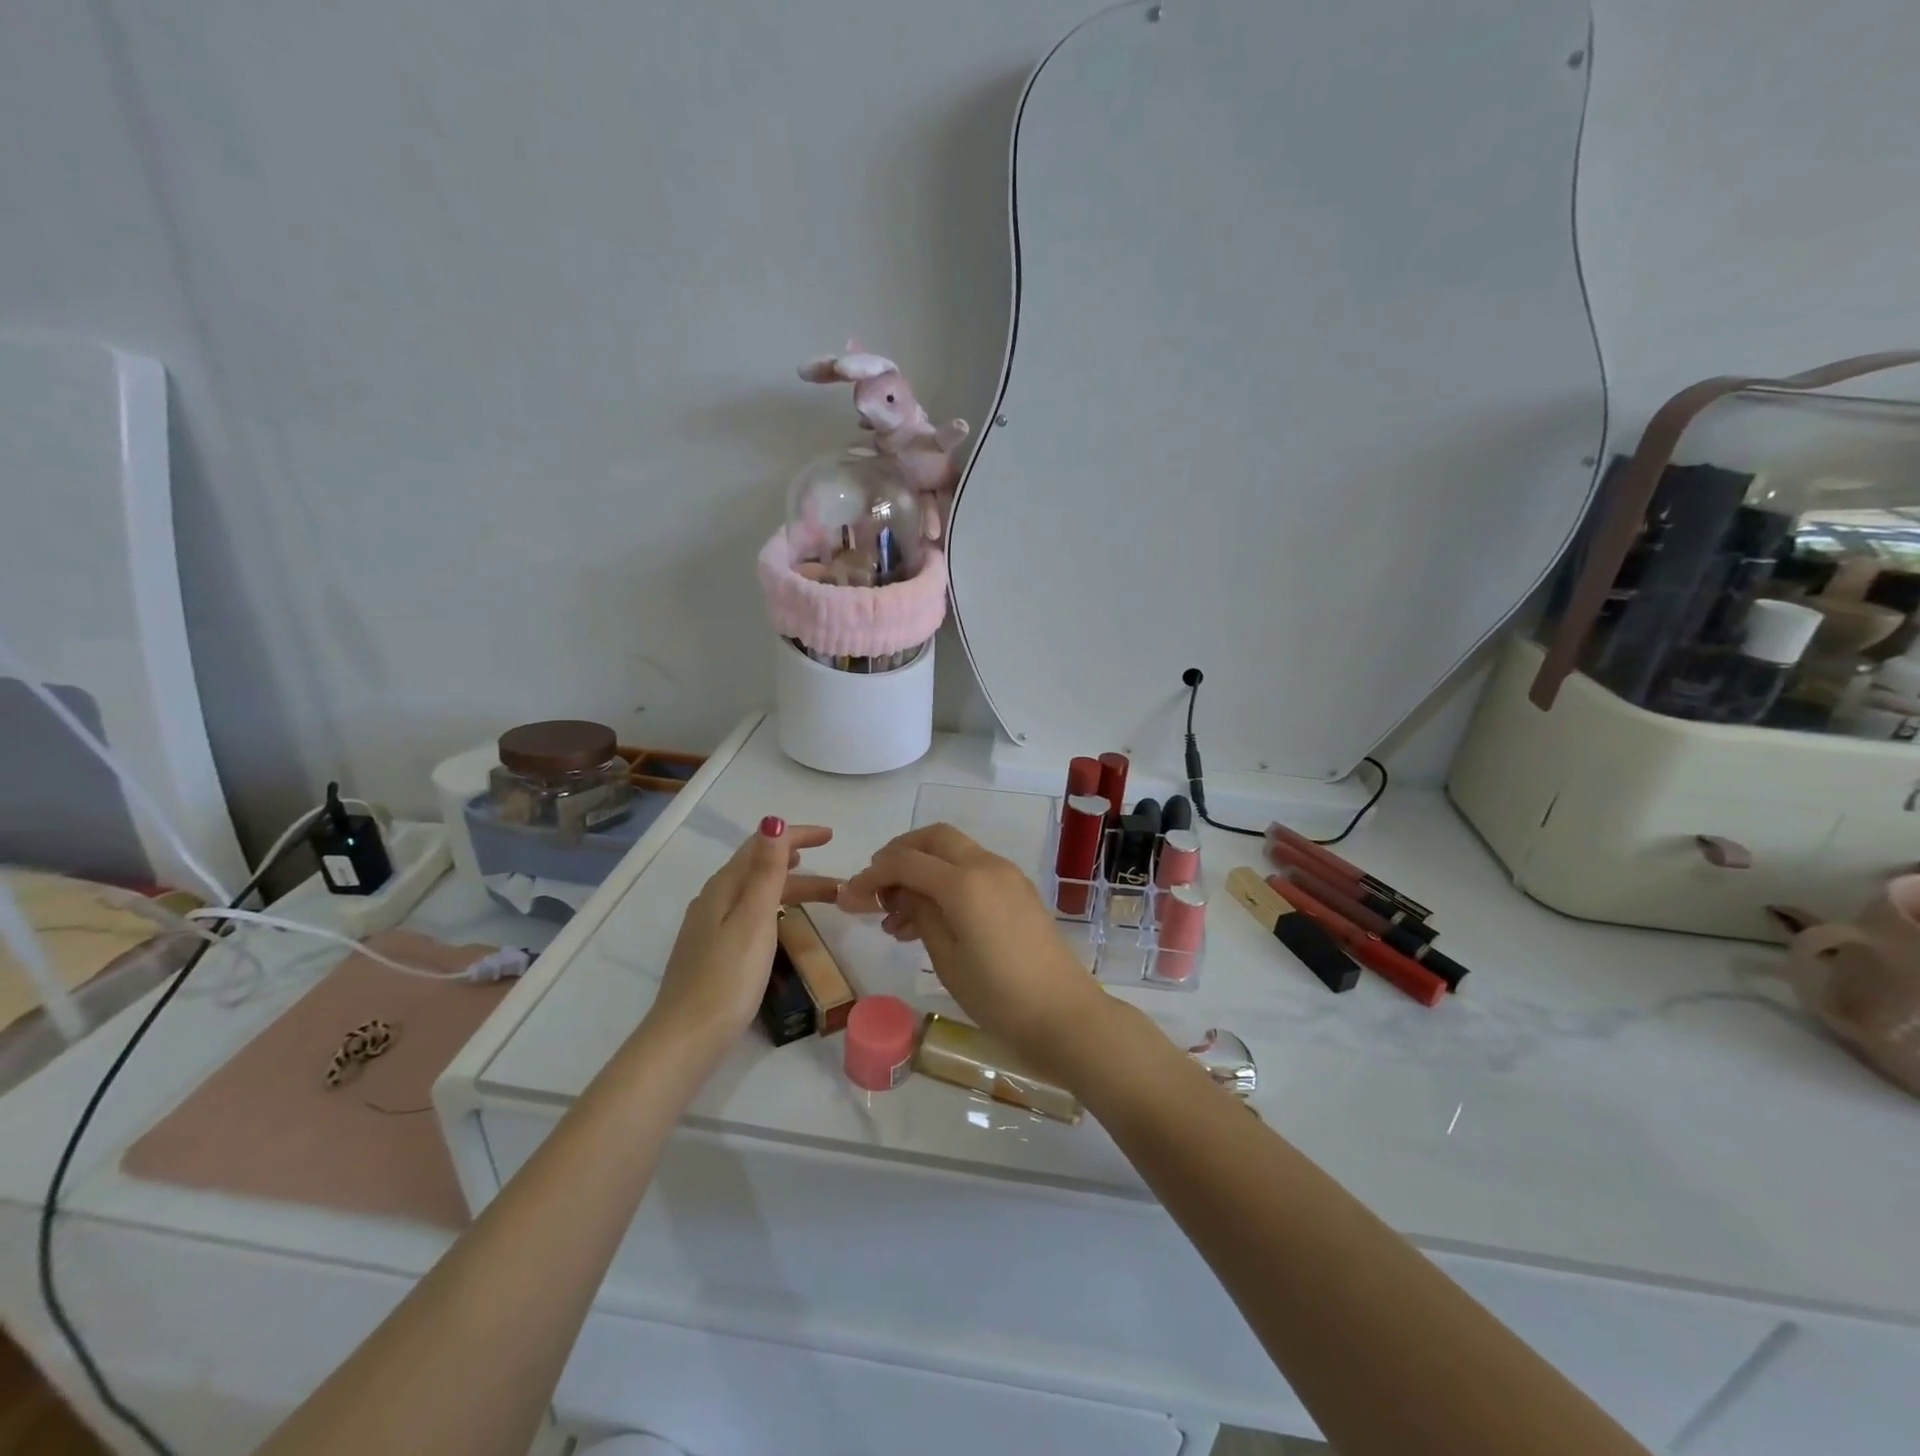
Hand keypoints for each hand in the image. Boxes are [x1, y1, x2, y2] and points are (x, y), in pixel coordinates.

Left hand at [645, 818, 837, 1054]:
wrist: (686, 1038)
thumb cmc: (727, 977)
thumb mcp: (754, 920)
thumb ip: (766, 871)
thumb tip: (773, 822)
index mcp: (723, 888)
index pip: (761, 846)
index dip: (796, 836)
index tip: (830, 836)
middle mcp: (713, 900)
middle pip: (760, 869)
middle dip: (801, 865)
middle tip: (837, 876)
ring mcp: (709, 927)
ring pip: (757, 893)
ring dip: (791, 889)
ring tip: (825, 898)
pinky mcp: (712, 951)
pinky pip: (750, 913)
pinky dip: (776, 907)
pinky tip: (783, 922)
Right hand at [838, 824, 1106, 1076]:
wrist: (1064, 1015)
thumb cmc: (998, 995)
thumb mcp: (947, 958)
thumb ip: (920, 914)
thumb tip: (901, 892)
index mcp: (964, 882)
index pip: (906, 861)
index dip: (871, 875)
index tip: (848, 896)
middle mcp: (986, 865)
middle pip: (934, 839)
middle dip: (899, 854)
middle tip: (876, 887)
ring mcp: (1007, 875)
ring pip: (954, 853)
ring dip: (923, 870)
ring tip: (896, 917)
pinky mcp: (1018, 891)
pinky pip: (974, 871)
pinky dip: (947, 882)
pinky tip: (929, 919)